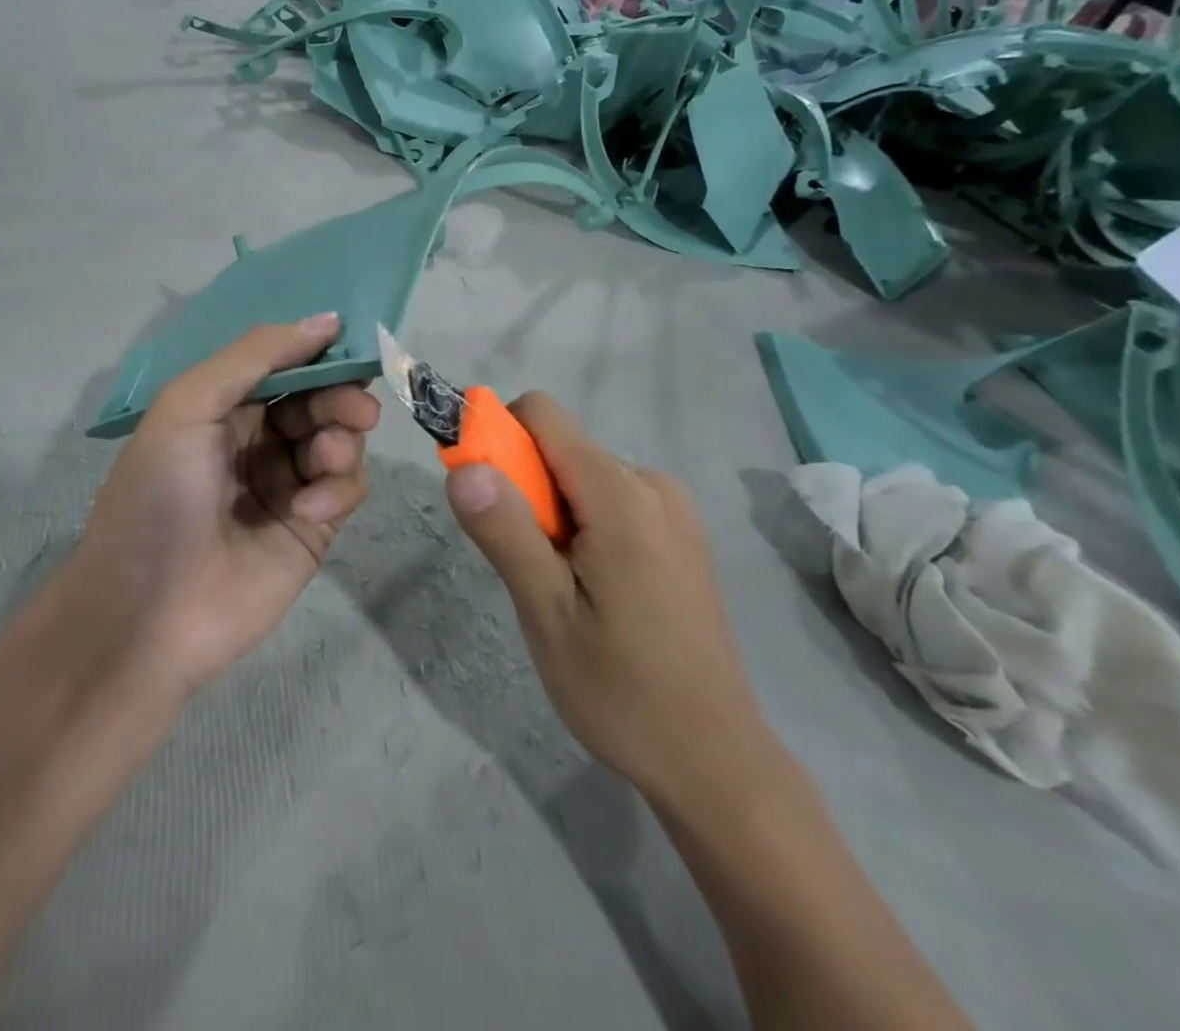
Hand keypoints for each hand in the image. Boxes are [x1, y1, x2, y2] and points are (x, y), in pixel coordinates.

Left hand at [67, 314, 379, 699]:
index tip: (353, 343)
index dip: (317, 353)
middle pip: (319, 400)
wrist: (149, 614)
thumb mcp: (188, 407)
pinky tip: (307, 512)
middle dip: (341, 397)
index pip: (283, 365)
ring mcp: (288, 484)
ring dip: (342, 440)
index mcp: (223, 407)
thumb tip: (327, 320)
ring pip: (341, 440)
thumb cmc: (159, 496)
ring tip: (325, 460)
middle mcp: (258, 439)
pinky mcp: (314, 527)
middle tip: (356, 409)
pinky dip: (338, 490)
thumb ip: (255, 356)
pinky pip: (347, 488)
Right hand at [443, 392, 772, 805]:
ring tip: (560, 587)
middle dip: (523, 487)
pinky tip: (592, 590)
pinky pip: (610, 500)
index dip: (496, 436)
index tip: (477, 493)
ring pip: (581, 476)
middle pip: (560, 447)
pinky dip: (581, 525)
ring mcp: (672, 510)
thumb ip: (505, 532)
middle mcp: (652, 485)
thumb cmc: (622, 692)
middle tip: (524, 565)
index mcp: (622, 495)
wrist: (716, 763)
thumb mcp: (547, 614)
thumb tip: (463, 466)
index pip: (542, 415)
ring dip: (551, 513)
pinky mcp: (679, 535)